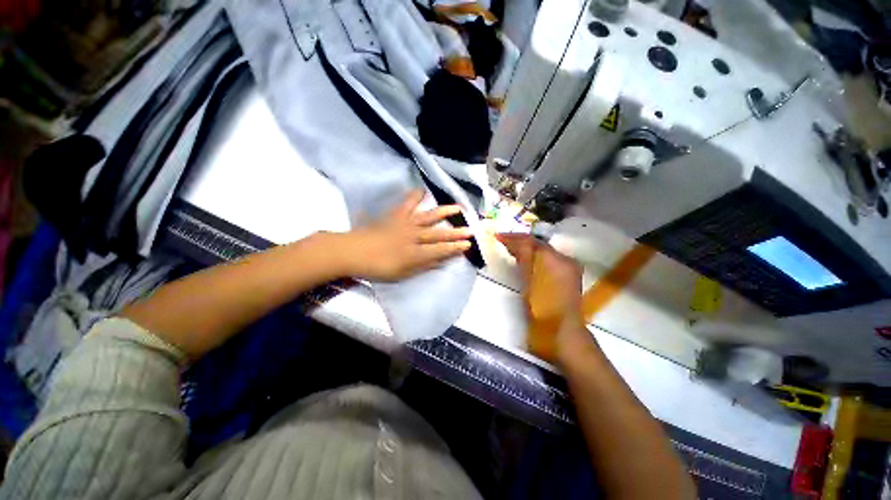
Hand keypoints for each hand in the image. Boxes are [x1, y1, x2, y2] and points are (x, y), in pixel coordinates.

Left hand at [340, 190, 472, 281]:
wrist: (351, 252)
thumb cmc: (376, 267)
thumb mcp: (401, 273)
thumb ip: (422, 266)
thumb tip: (441, 261)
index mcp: (413, 254)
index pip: (440, 251)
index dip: (455, 248)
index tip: (468, 245)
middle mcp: (412, 237)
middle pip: (438, 234)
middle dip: (455, 232)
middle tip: (470, 229)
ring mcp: (404, 224)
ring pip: (427, 217)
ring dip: (443, 212)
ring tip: (457, 207)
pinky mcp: (394, 216)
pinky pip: (406, 205)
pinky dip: (414, 197)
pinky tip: (421, 191)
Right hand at [497, 233, 592, 360]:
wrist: (561, 332)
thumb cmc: (542, 308)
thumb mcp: (529, 281)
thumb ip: (524, 258)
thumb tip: (514, 242)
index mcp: (556, 259)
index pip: (532, 242)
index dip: (514, 238)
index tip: (498, 236)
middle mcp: (565, 259)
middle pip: (539, 244)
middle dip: (520, 241)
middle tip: (502, 241)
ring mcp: (568, 267)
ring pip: (543, 251)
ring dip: (527, 248)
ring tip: (510, 248)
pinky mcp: (567, 276)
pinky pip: (548, 259)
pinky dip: (535, 257)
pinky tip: (525, 259)